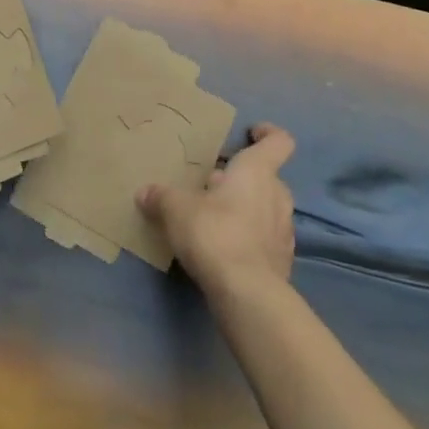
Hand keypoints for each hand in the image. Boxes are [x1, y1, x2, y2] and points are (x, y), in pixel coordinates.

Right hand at [138, 123, 295, 300]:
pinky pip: (267, 240)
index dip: (267, 133)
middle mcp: (277, 195)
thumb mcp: (177, 210)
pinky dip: (251, 239)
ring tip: (217, 219)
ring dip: (248, 209)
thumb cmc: (215, 234)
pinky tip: (227, 250)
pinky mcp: (283, 263)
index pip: (279, 141)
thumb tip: (144, 192)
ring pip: (268, 208)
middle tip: (214, 185)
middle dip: (243, 179)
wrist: (247, 295)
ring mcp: (284, 231)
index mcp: (258, 170)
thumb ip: (162, 198)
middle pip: (268, 176)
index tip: (250, 133)